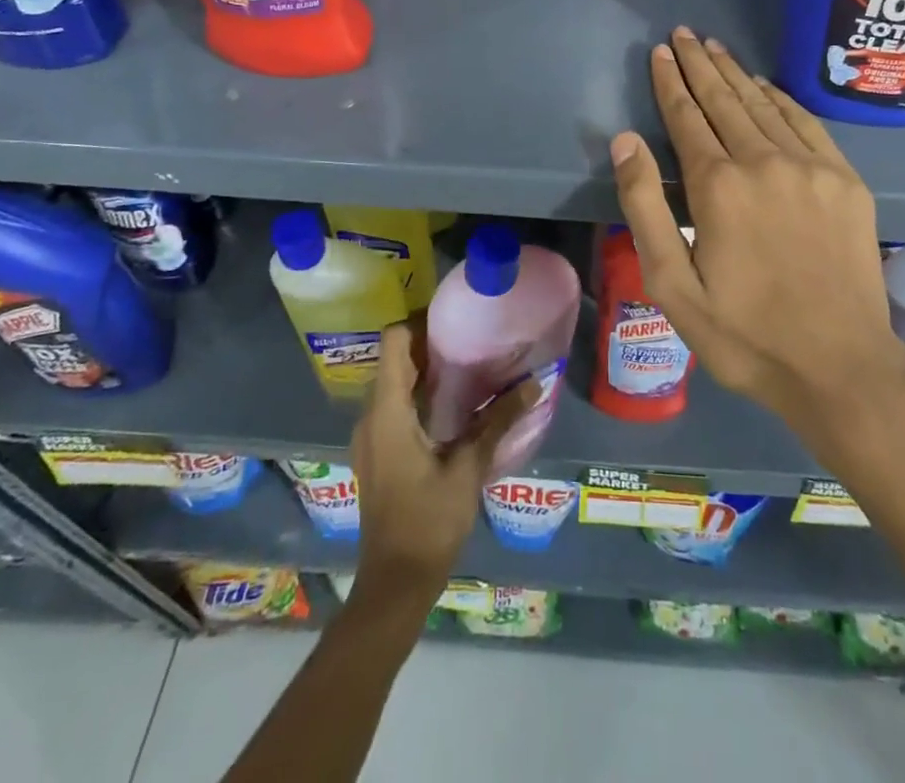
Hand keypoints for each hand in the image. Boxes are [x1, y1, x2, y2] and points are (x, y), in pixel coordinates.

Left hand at [349, 324, 533, 605]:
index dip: (421, 322)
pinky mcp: (378, 451)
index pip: (393, 341)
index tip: (456, 319)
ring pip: (395, 382)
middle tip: (474, 338)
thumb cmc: (429, 521)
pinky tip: (455, 405)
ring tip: (471, 365)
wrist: (395, 584)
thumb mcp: (468, 467)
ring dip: (427, 370)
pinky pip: (395, 405)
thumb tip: (533, 384)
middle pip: (396, 358)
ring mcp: (371, 435)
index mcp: (387, 410)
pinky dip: (420, 394)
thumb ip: (498, 421)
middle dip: (431, 344)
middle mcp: (371, 415)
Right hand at [610, 28, 904, 465]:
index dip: (670, 82)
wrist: (841, 367)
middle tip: (683, 33)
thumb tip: (625, 141)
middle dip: (700, 64)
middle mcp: (765, 161)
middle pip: (726, 99)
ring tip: (715, 48)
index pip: (687, 117)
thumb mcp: (672, 286)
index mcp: (719, 186)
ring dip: (737, 74)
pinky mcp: (846, 180)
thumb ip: (645, 207)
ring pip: (765, 104)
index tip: (659, 52)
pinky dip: (782, 99)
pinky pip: (807, 123)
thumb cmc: (744, 335)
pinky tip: (767, 86)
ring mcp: (812, 167)